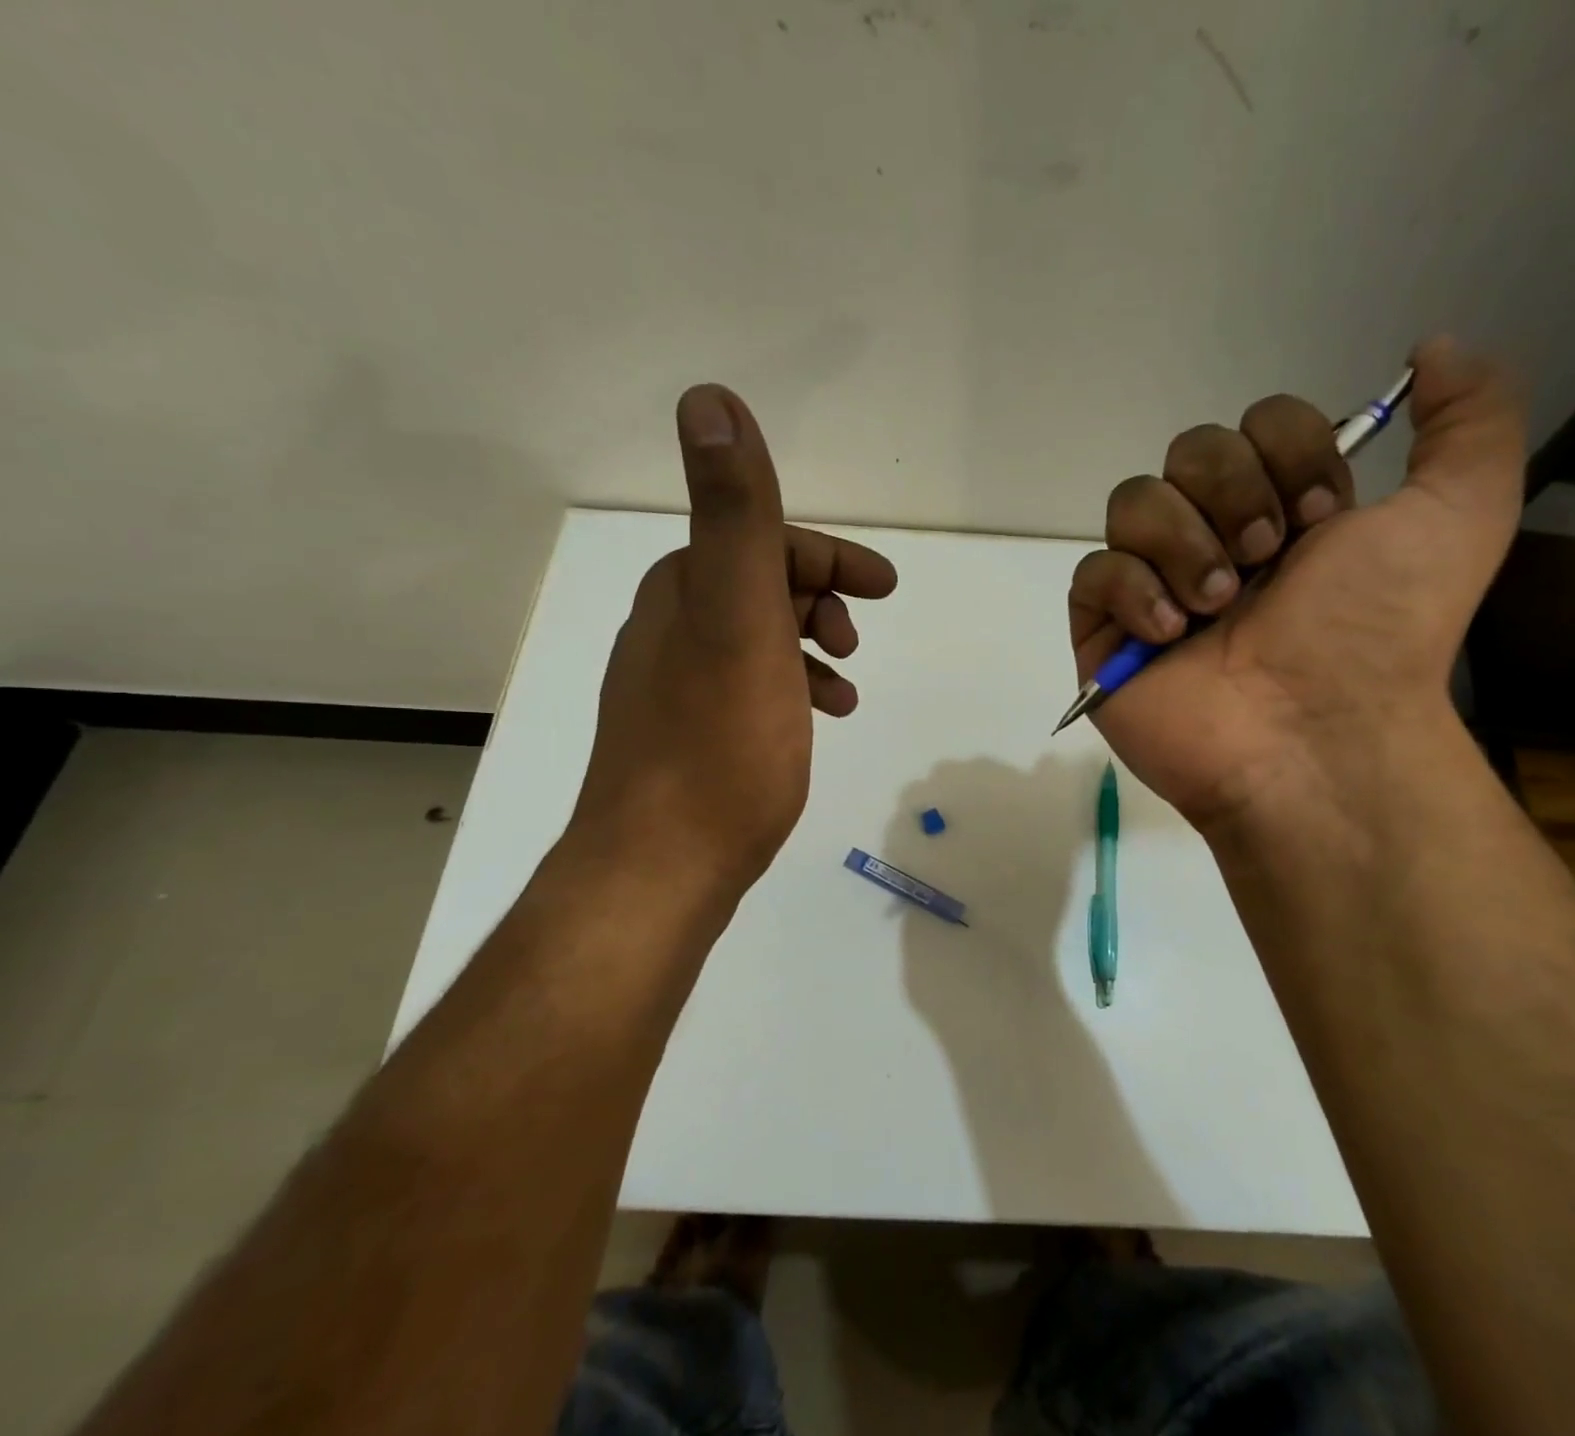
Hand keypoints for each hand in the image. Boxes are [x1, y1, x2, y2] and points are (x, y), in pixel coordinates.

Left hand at [563, 385, 896, 909]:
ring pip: (758, 641)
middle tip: (857, 639)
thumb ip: (733, 514)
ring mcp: (673, 687)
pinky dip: (790, 690)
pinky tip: (813, 722)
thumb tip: (708, 398)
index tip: (881, 589)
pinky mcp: (688, 738)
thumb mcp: (738, 619)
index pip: (760, 541)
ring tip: (846, 688)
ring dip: (810, 647)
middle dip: (820, 599)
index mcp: (683, 592)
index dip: (827, 557)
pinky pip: (750, 689)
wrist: (661, 867)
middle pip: (759, 587)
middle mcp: (668, 629)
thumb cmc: (719, 745)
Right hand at [1069, 339, 1524, 833]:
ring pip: (1132, 502)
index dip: (1288, 454)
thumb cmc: (1378, 633)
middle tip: (1266, 561)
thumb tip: (1435, 346)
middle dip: (1233, 494)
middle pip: (1188, 450)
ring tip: (1217, 608)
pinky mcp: (1107, 632)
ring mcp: (1156, 585)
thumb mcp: (1461, 514)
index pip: (1256, 424)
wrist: (1314, 737)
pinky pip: (1093, 573)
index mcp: (1285, 511)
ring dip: (1183, 544)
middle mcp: (1217, 539)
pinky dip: (1131, 591)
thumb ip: (1471, 419)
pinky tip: (1172, 633)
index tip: (1324, 520)